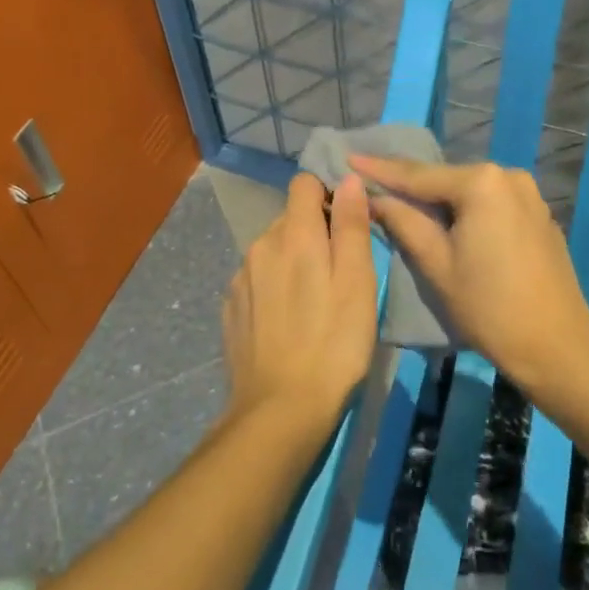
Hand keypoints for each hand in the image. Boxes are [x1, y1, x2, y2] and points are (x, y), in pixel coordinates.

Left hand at [221, 172, 378, 430]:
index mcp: (293, 234)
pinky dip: (274, 287)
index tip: (346, 226)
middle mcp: (260, 246)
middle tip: (338, 273)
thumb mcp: (357, 283)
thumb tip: (347, 179)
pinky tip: (287, 322)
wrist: (280, 410)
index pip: (304, 184)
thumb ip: (351, 226)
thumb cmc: (334, 343)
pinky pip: (257, 279)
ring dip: (293, 261)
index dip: (327, 195)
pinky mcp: (231, 307)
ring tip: (314, 302)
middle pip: (289, 218)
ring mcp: (240, 278)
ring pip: (272, 250)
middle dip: (313, 232)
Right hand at [350, 156, 588, 391]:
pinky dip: (465, 210)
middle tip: (371, 182)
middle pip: (445, 179)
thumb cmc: (489, 307)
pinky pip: (490, 203)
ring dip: (438, 199)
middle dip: (410, 185)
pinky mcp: (537, 214)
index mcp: (482, 183)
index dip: (380, 169)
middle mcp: (508, 176)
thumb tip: (374, 197)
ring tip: (401, 201)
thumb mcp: (436, 264)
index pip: (419, 175)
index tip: (348, 157)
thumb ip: (403, 222)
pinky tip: (446, 220)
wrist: (557, 345)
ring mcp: (528, 194)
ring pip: (468, 192)